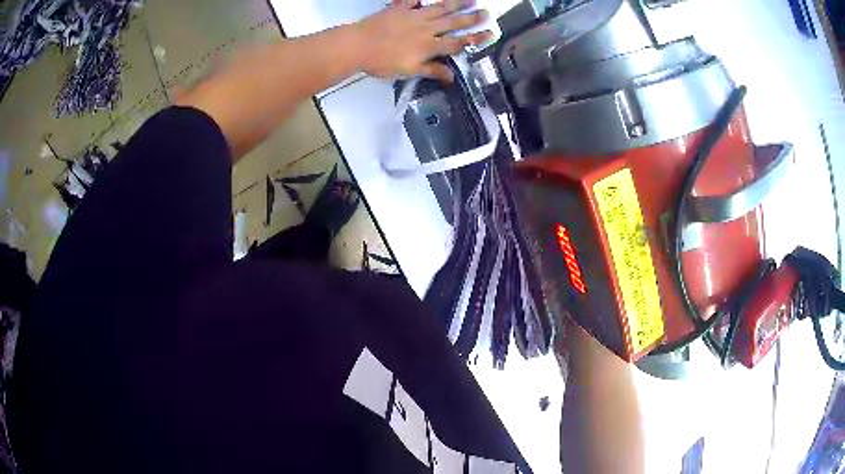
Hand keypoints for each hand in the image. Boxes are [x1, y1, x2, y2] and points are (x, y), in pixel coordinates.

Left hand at [355, 0, 492, 81]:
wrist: (358, 45)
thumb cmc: (382, 62)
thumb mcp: (408, 70)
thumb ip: (431, 70)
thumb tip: (451, 76)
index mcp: (429, 46)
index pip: (458, 42)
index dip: (475, 38)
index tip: (490, 33)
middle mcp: (426, 28)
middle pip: (453, 22)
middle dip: (471, 18)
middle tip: (486, 13)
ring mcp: (413, 15)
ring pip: (440, 8)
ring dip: (456, 3)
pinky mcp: (399, 8)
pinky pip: (413, 0)